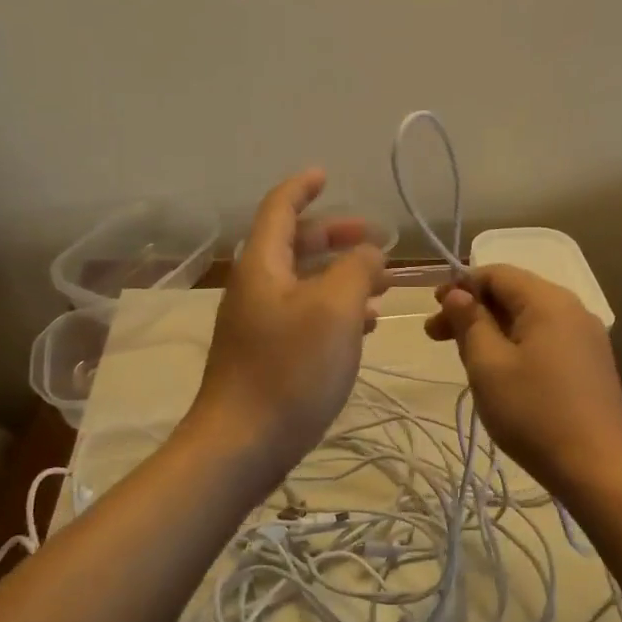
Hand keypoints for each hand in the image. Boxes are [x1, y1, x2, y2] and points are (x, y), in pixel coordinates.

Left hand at [188, 170, 388, 485]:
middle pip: (294, 244)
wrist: (241, 446)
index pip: (279, 208)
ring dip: (340, 275)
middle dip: (335, 236)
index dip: (302, 187)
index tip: (327, 175)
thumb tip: (368, 254)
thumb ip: (356, 269)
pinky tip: (362, 327)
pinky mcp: (266, 355)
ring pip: (303, 282)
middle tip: (375, 240)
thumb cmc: (290, 369)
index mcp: (263, 265)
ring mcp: (257, 323)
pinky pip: (303, 315)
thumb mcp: (335, 309)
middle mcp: (255, 287)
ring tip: (381, 287)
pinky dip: (334, 309)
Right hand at [425, 264, 621, 489]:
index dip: (460, 285)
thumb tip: (457, 294)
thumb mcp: (488, 365)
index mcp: (548, 301)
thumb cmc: (534, 412)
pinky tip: (500, 371)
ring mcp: (587, 337)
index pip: (497, 273)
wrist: (597, 469)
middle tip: (436, 335)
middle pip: (514, 293)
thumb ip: (470, 322)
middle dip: (473, 309)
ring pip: (529, 318)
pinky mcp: (592, 363)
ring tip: (464, 356)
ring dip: (493, 329)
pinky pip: (547, 338)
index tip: (433, 309)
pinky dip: (517, 344)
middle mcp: (573, 308)